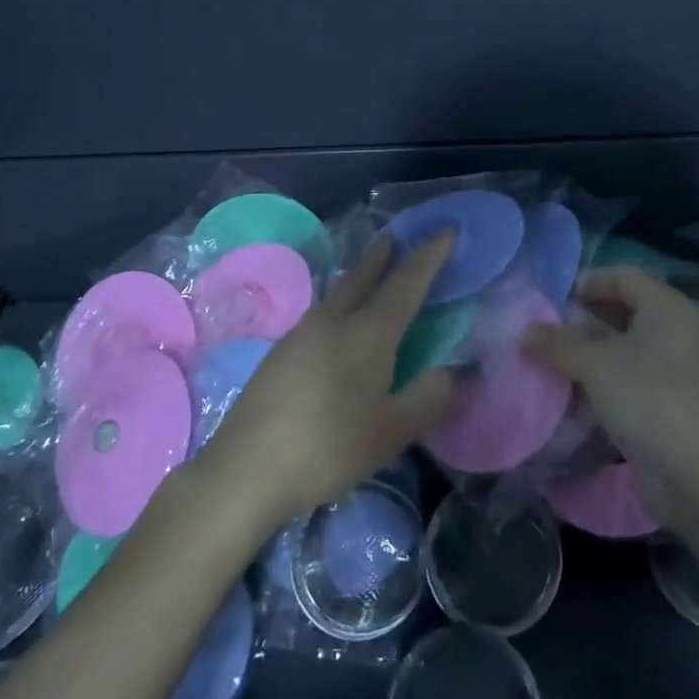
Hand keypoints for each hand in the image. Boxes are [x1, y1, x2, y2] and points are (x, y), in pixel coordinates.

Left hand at [204, 232, 457, 525]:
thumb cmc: (329, 447)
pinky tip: (334, 331)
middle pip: (363, 276)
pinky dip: (338, 307)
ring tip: (367, 278)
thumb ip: (429, 398)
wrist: (246, 469)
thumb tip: (452, 372)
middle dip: (382, 255)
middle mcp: (334, 321)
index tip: (446, 229)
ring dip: (357, 279)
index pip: (408, 282)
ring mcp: (301, 334)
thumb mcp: (392, 430)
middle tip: (395, 237)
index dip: (430, 255)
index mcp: (369, 332)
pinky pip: (319, 317)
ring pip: (337, 295)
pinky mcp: (278, 353)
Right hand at [526, 266, 698, 522]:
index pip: (623, 276)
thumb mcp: (595, 364)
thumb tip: (526, 332)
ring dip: (589, 353)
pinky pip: (630, 378)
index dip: (587, 282)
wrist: (696, 474)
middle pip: (624, 311)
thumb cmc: (648, 398)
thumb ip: (558, 343)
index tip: (553, 300)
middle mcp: (676, 331)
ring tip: (552, 363)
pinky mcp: (669, 402)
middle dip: (583, 320)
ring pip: (624, 347)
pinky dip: (603, 381)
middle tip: (547, 332)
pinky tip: (574, 396)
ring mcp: (675, 368)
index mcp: (667, 307)